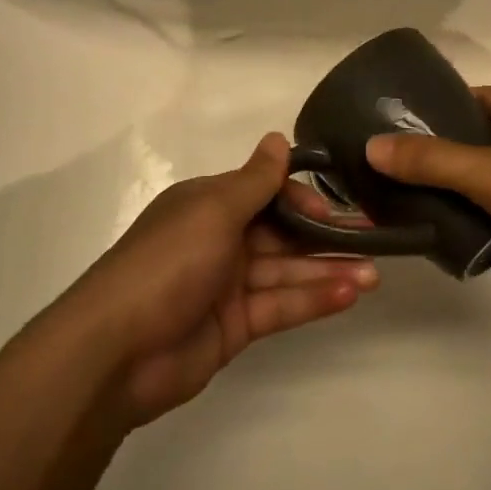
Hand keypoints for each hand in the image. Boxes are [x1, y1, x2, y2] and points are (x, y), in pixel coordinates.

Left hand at [61, 133, 377, 425]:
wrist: (116, 351)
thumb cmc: (168, 263)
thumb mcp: (214, 210)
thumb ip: (255, 181)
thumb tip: (278, 138)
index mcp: (208, 205)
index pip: (265, 193)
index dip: (301, 198)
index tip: (335, 207)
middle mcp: (219, 239)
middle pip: (281, 233)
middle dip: (325, 236)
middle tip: (372, 239)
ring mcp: (227, 285)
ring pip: (286, 271)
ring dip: (328, 270)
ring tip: (374, 274)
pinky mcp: (235, 326)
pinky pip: (280, 306)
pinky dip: (312, 300)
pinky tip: (350, 294)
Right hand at [363, 85, 490, 316]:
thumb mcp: (490, 172)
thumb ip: (431, 160)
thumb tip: (372, 146)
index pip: (476, 98)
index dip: (442, 104)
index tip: (404, 122)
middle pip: (477, 145)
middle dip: (441, 156)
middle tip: (396, 171)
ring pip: (488, 189)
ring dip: (458, 199)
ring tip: (411, 209)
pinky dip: (480, 235)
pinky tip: (451, 248)